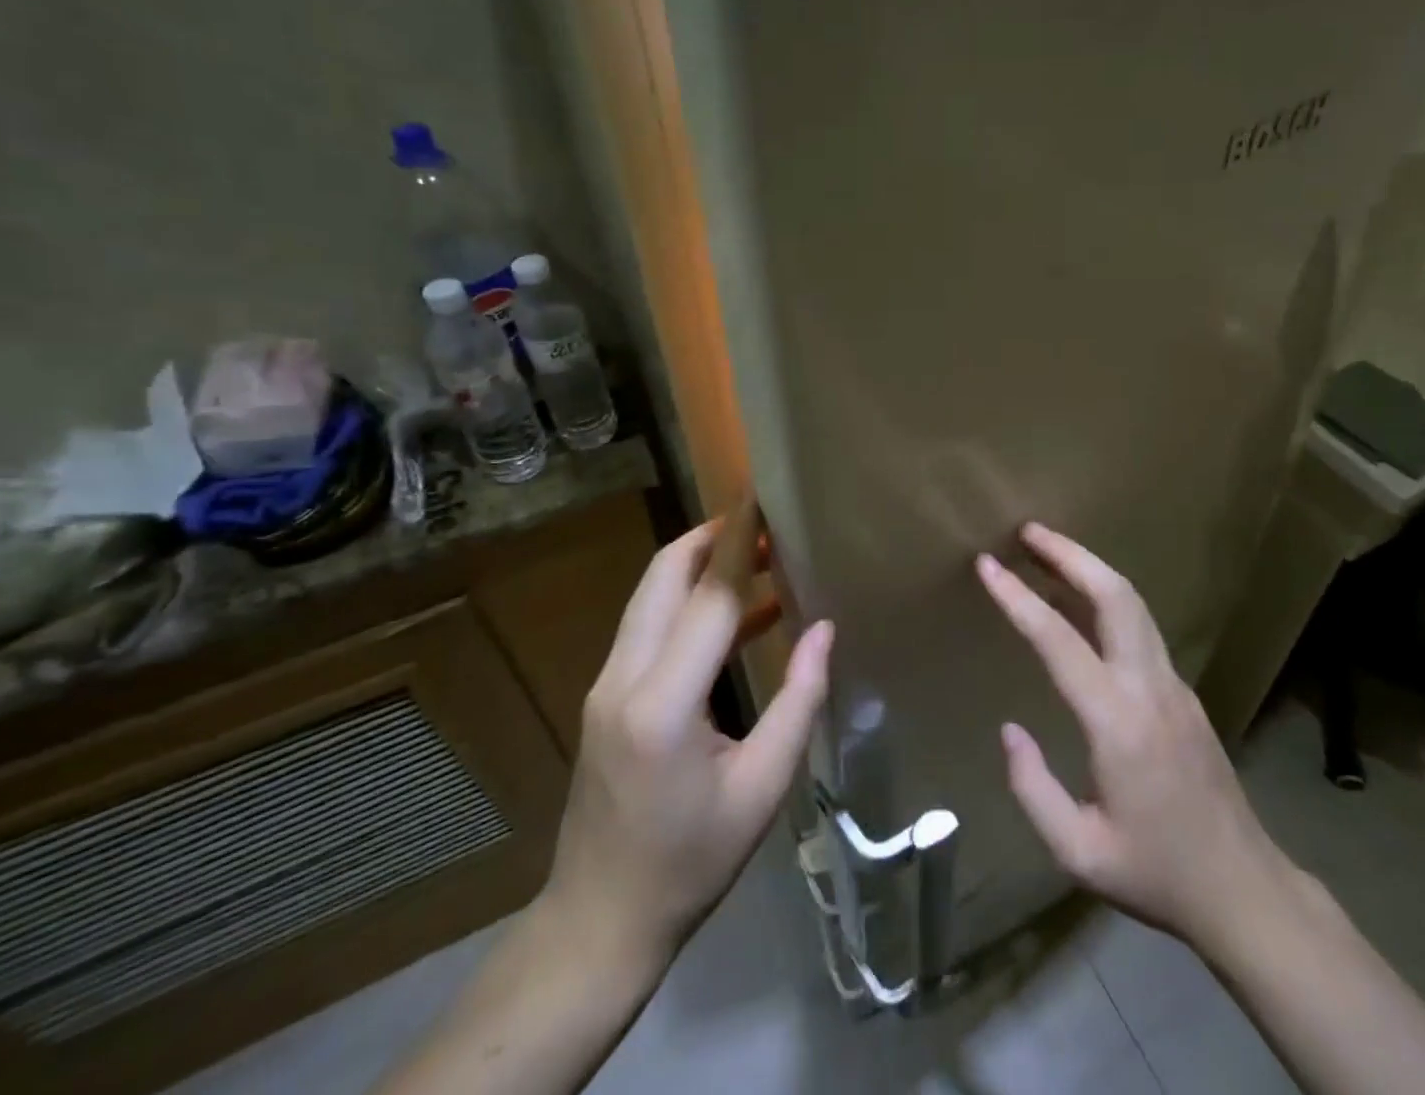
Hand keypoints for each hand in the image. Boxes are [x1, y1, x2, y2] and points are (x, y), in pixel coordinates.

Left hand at [539, 502, 833, 968]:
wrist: (600, 920)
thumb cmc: (690, 862)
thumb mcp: (761, 789)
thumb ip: (798, 702)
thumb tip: (824, 629)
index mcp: (662, 704)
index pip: (709, 599)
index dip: (740, 545)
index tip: (764, 502)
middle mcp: (623, 678)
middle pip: (664, 578)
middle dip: (712, 538)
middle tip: (764, 522)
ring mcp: (606, 684)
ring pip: (651, 596)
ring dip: (700, 566)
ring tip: (760, 554)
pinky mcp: (606, 695)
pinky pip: (649, 626)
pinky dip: (689, 603)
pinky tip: (741, 614)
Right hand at [977, 524, 1296, 949]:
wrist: (1244, 890)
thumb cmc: (1156, 873)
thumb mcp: (1078, 852)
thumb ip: (1033, 789)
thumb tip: (1009, 730)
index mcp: (1117, 723)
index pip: (1059, 641)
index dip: (1019, 597)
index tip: (987, 565)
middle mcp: (1149, 687)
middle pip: (1115, 595)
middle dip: (1069, 554)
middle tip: (1027, 531)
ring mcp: (1173, 684)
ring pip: (1133, 604)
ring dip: (1090, 568)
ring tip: (1047, 550)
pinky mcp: (1182, 691)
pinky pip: (1140, 626)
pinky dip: (1106, 597)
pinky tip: (1079, 602)